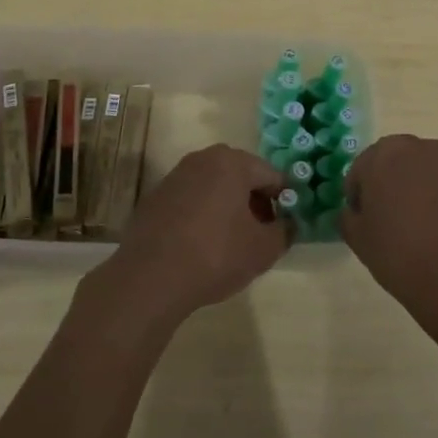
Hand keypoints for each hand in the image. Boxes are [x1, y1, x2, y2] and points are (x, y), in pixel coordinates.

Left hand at [101, 144, 287, 323]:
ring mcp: (175, 176)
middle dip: (255, 202)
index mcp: (232, 162)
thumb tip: (288, 223)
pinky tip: (202, 245)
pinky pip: (191, 200)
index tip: (285, 226)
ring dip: (228, 208)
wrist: (149, 278)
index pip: (271, 175)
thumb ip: (285, 231)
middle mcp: (202, 159)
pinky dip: (202, 215)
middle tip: (260, 234)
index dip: (284, 201)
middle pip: (241, 176)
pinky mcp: (155, 197)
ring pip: (214, 187)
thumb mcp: (263, 250)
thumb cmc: (215, 255)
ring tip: (232, 242)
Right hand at [343, 135, 437, 329]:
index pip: (365, 168)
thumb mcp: (358, 239)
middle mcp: (423, 146)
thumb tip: (356, 210)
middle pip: (404, 160)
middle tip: (402, 219)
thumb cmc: (400, 257)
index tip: (368, 219)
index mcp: (385, 155)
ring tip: (437, 224)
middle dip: (400, 182)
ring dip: (433, 185)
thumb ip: (349, 215)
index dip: (363, 193)